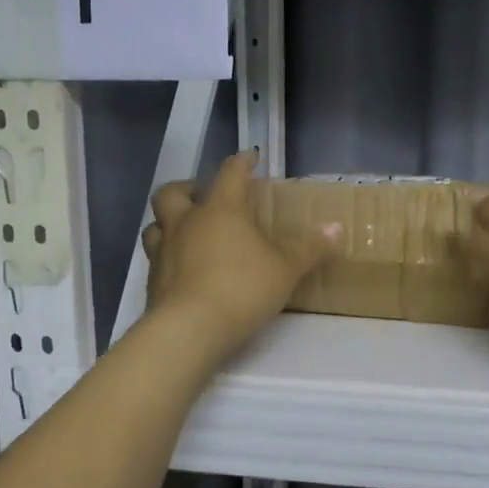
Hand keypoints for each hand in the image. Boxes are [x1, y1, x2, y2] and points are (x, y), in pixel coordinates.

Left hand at [143, 152, 339, 360]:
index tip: (250, 158)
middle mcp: (185, 222)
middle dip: (187, 188)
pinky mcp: (152, 281)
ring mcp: (163, 251)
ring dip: (168, 223)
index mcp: (220, 210)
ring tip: (187, 232)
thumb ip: (309, 248)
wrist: (190, 329)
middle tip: (203, 196)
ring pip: (156, 225)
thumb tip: (335, 228)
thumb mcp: (285, 269)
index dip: (241, 163)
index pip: (229, 173)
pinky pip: (156, 259)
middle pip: (173, 192)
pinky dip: (169, 258)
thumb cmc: (242, 288)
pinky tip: (184, 271)